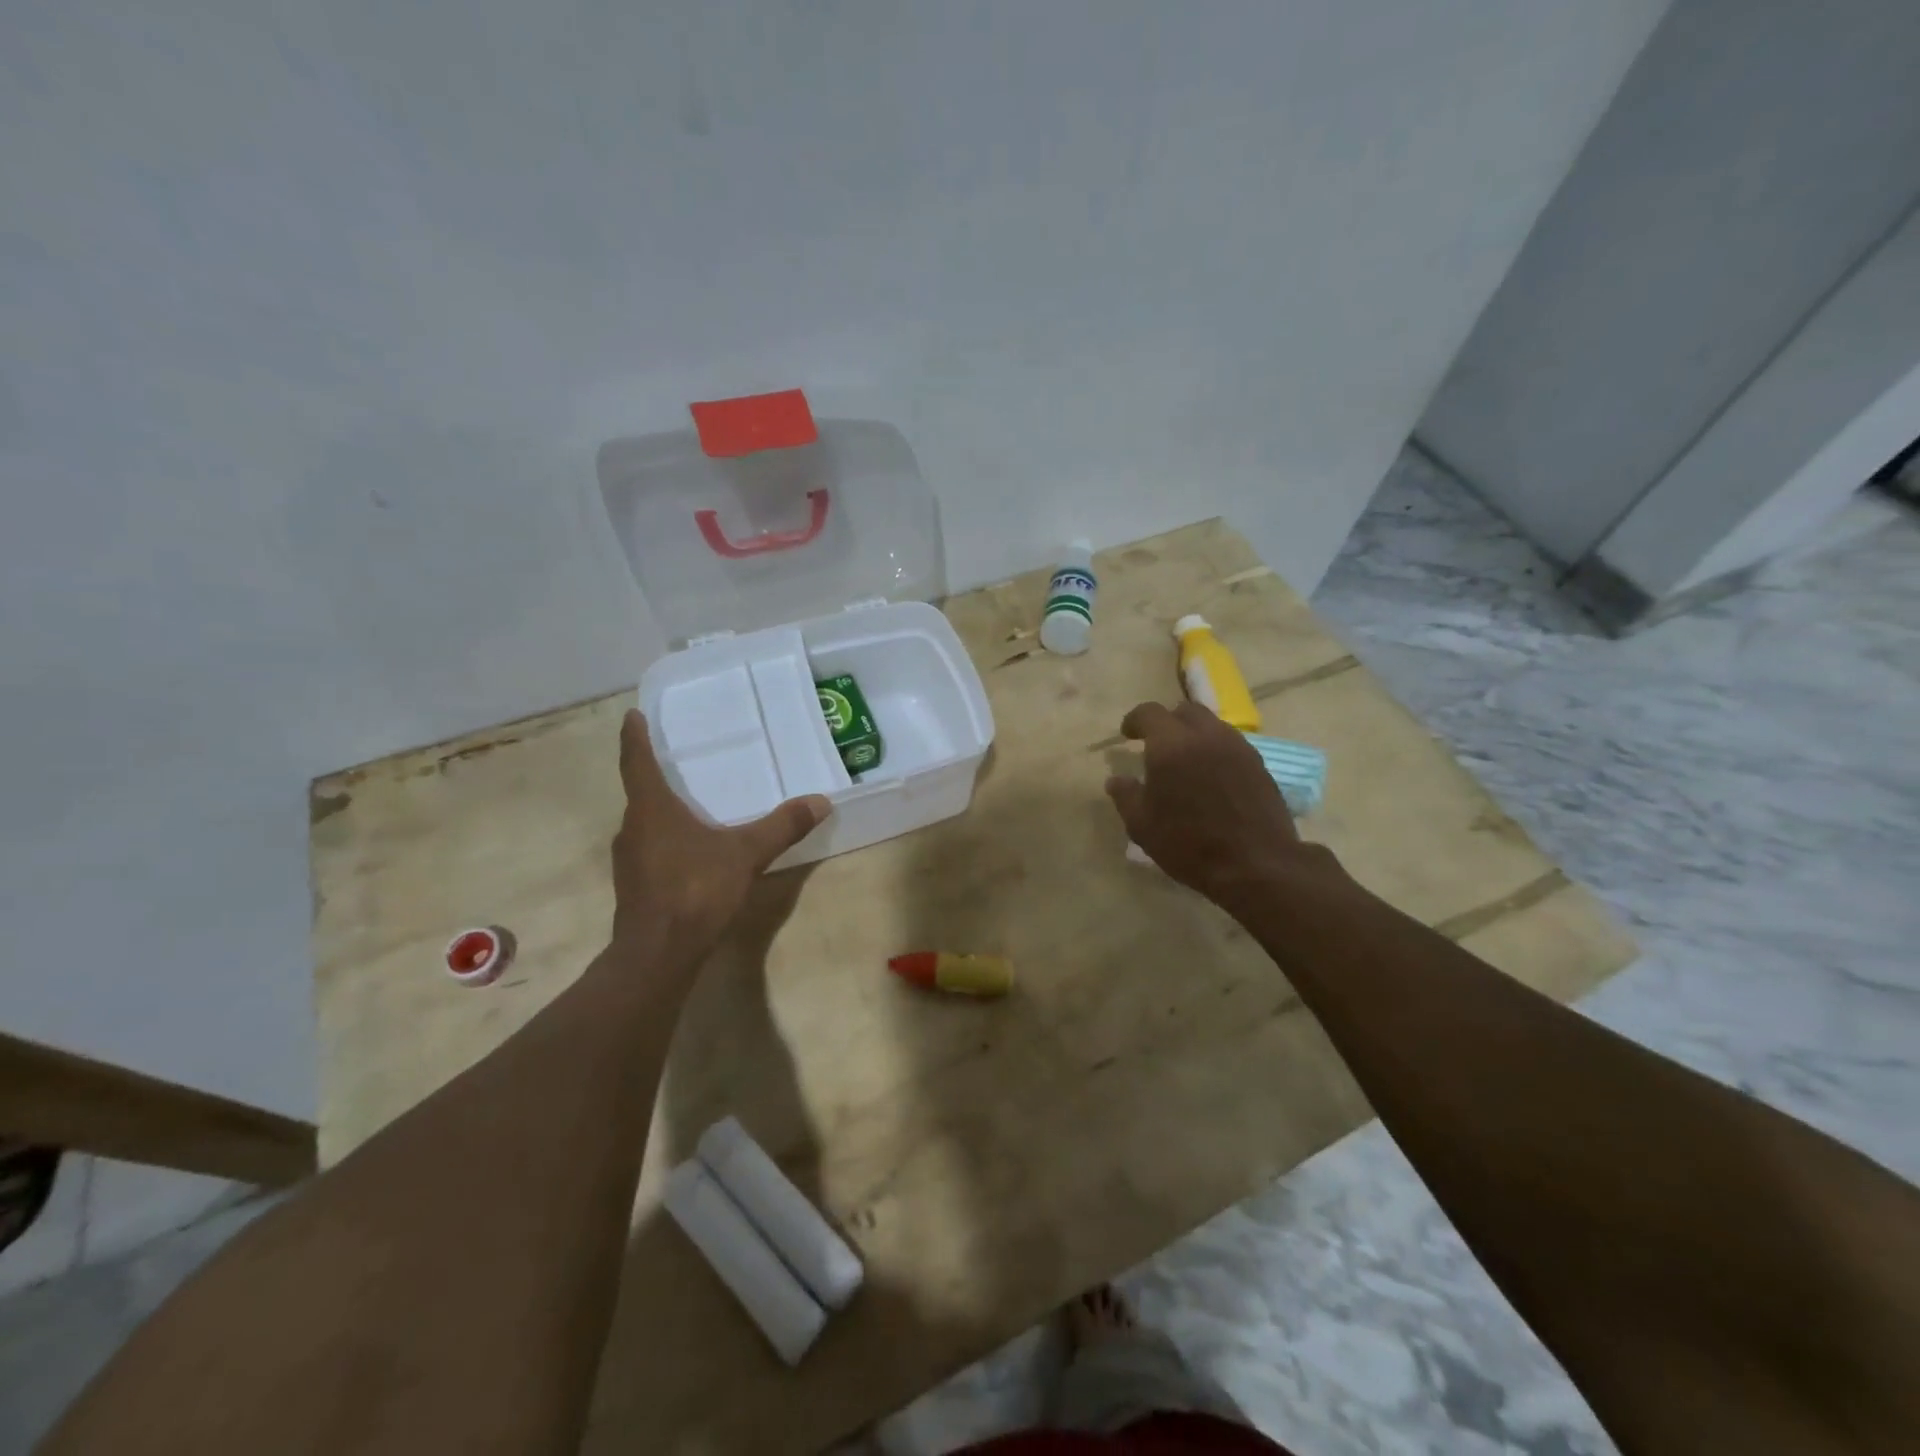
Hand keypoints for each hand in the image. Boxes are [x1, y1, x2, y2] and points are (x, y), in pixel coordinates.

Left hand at [609, 710, 830, 958]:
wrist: (659, 954)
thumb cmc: (695, 890)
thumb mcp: (746, 854)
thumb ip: (782, 826)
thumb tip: (820, 801)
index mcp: (651, 809)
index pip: (637, 762)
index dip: (634, 738)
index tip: (632, 715)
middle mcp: (633, 828)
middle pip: (640, 793)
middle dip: (655, 775)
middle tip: (675, 759)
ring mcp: (630, 860)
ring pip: (644, 824)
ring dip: (660, 810)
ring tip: (687, 803)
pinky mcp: (635, 886)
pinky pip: (650, 849)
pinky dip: (666, 839)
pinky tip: (690, 850)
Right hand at [1106, 701, 1326, 903]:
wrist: (1255, 864)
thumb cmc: (1189, 843)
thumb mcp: (1142, 825)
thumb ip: (1126, 796)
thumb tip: (1116, 779)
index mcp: (1171, 744)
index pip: (1150, 713)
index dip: (1135, 720)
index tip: (1128, 735)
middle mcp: (1206, 735)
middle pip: (1185, 711)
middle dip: (1168, 722)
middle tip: (1157, 745)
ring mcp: (1238, 748)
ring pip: (1212, 725)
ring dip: (1195, 735)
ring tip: (1186, 762)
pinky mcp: (1259, 765)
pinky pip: (1231, 745)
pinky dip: (1216, 751)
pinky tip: (1212, 778)